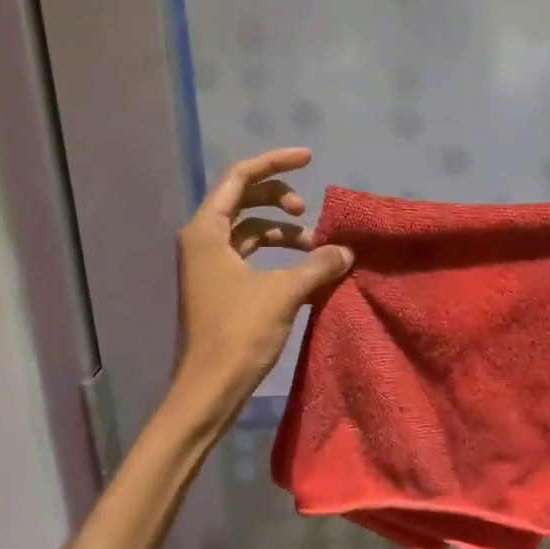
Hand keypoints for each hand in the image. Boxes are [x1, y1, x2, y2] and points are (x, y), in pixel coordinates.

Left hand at [173, 147, 353, 413]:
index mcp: (206, 230)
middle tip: (309, 213)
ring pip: (248, 232)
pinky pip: (250, 258)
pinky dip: (276, 257)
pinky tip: (304, 271)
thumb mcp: (283, 292)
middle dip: (279, 200)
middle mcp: (203, 241)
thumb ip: (317, 265)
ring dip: (282, 233)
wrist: (209, 389)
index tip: (310, 159)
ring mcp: (209, 266)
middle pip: (243, 201)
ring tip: (315, 249)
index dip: (275, 163)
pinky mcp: (219, 289)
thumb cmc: (238, 333)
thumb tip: (346, 251)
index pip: (240, 177)